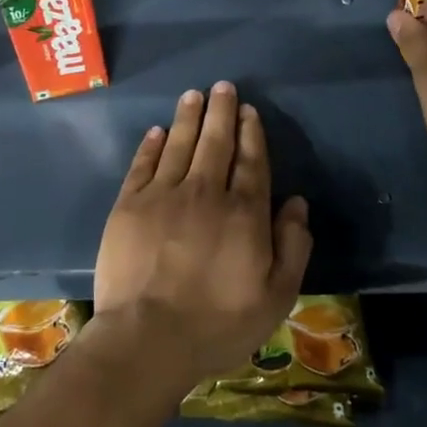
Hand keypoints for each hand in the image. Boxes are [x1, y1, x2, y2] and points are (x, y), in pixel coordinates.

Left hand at [91, 82, 312, 395]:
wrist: (147, 339)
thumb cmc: (218, 324)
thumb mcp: (276, 296)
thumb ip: (293, 246)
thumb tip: (297, 203)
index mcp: (244, 212)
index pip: (251, 161)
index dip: (251, 132)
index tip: (248, 110)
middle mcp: (205, 192)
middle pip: (216, 142)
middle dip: (221, 112)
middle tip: (222, 86)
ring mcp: (163, 195)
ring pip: (179, 144)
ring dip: (188, 117)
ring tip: (193, 95)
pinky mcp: (129, 206)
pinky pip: (142, 165)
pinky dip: (151, 145)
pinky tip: (157, 131)